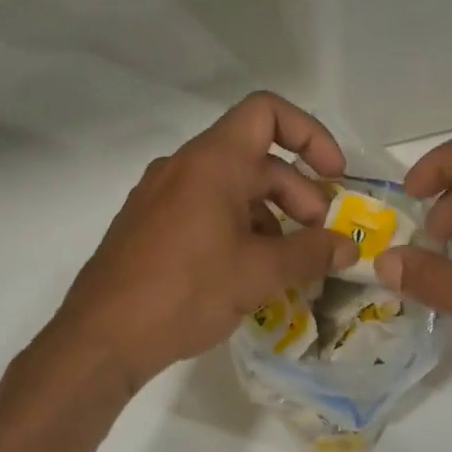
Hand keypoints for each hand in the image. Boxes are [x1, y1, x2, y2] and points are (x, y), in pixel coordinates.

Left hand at [40, 93, 358, 394]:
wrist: (102, 338)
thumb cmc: (186, 292)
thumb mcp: (259, 273)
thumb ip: (312, 253)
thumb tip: (350, 247)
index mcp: (212, 162)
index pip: (267, 113)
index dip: (310, 134)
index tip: (334, 176)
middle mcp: (184, 167)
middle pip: (256, 158)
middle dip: (298, 193)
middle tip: (320, 237)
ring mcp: (161, 196)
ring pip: (231, 188)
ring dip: (271, 216)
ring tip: (289, 262)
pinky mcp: (150, 225)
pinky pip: (206, 210)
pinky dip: (239, 229)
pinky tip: (249, 273)